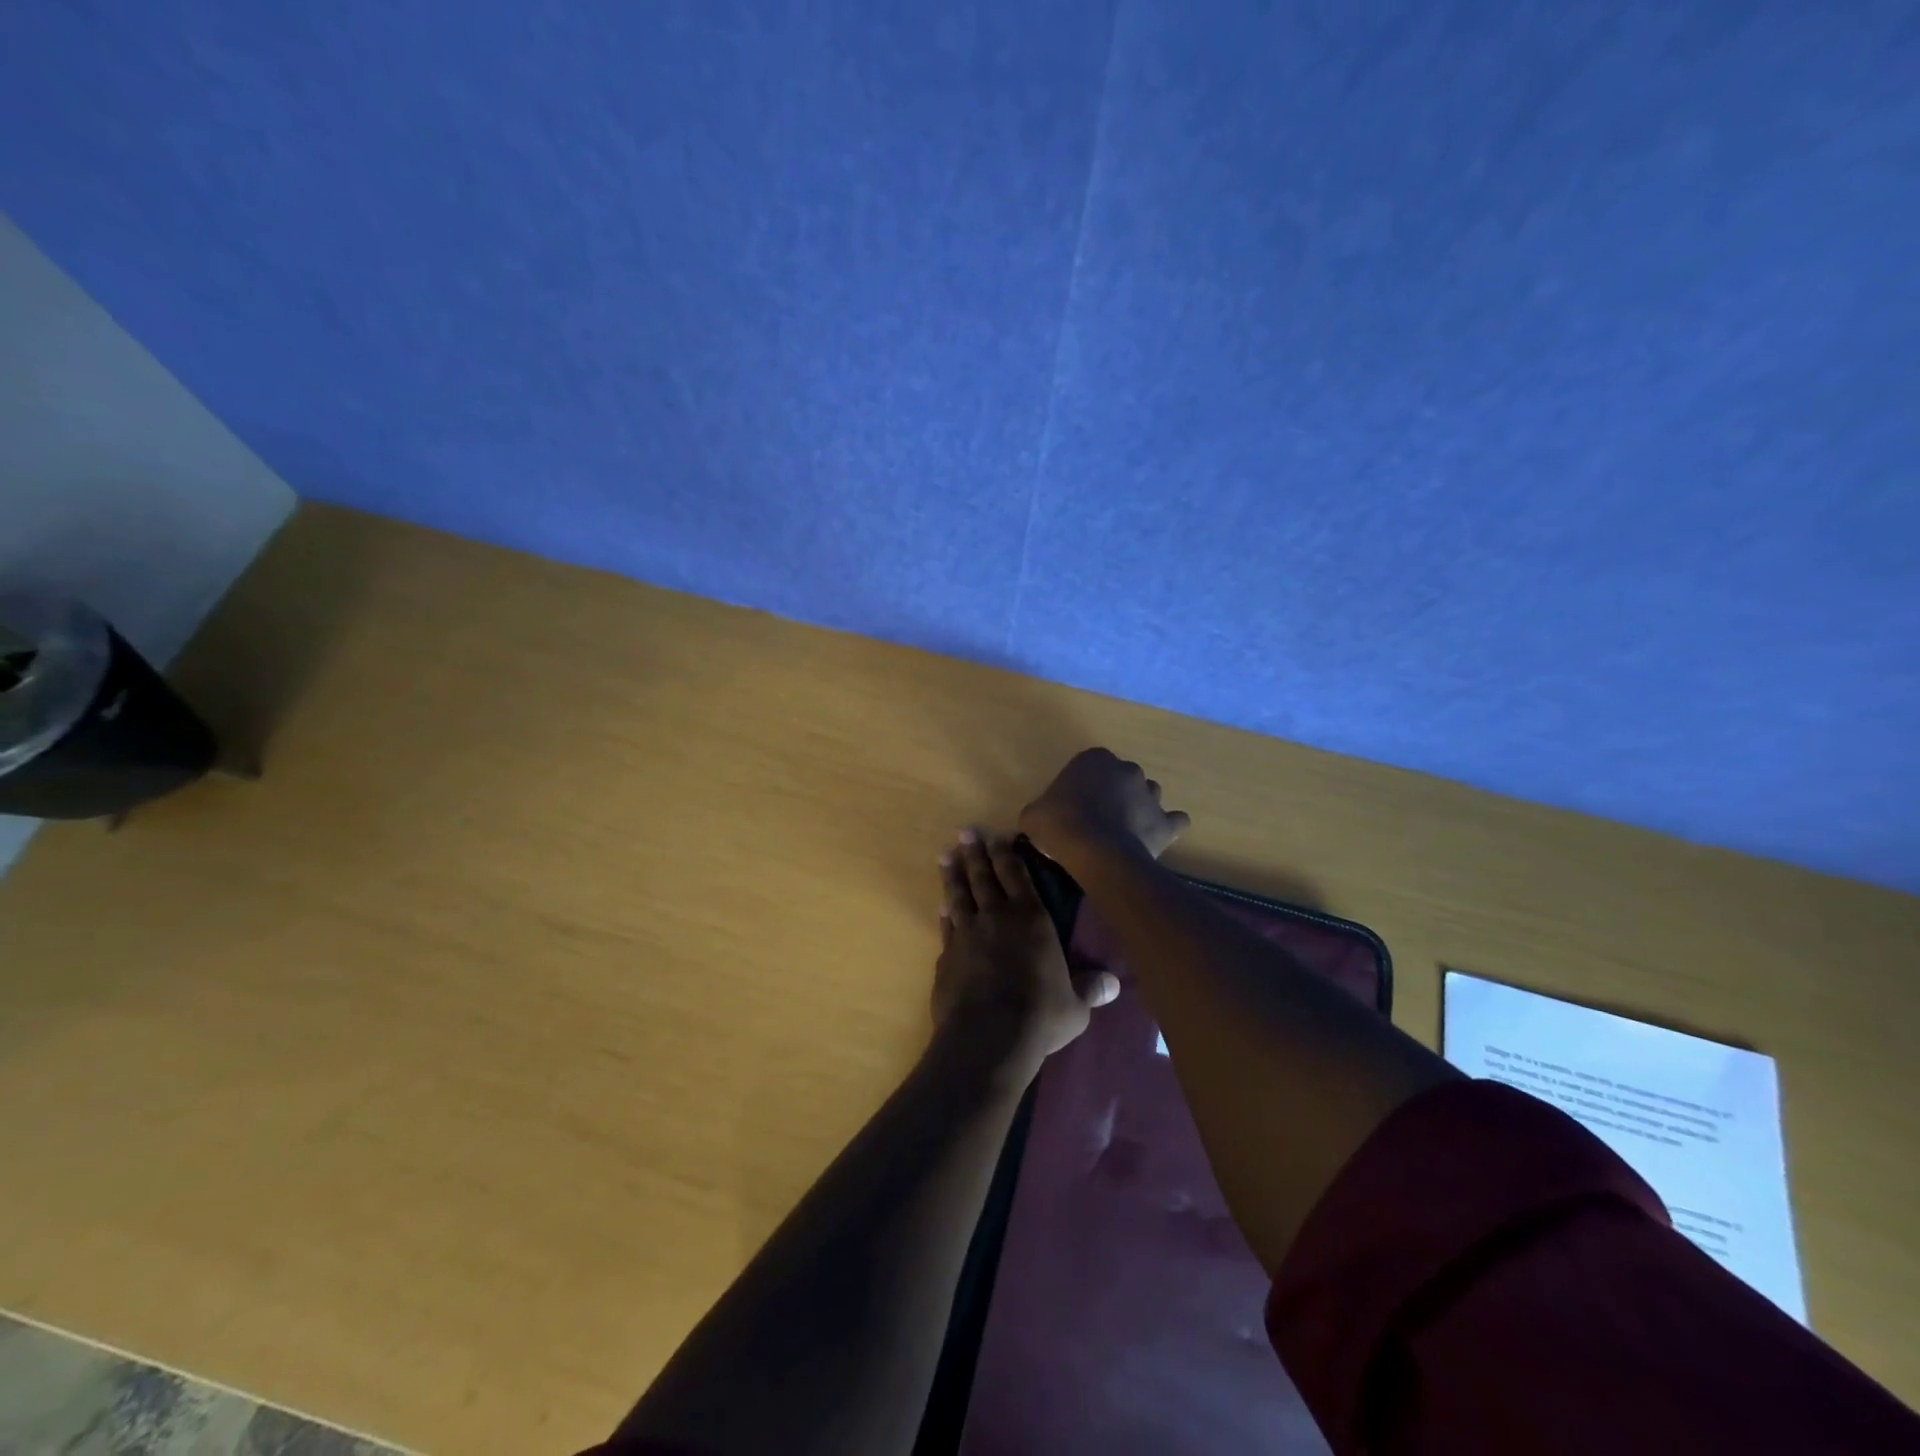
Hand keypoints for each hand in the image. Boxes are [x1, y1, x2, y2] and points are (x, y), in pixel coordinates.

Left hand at [933, 829, 1118, 1074]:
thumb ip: (1089, 989)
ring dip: (952, 874)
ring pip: (958, 895)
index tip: (998, 836)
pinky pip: (946, 927)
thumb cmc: (1039, 1015)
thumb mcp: (1075, 1006)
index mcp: (1031, 919)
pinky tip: (941, 907)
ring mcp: (967, 934)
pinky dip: (944, 914)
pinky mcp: (946, 956)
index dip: (1007, 854)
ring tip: (946, 856)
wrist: (987, 1037)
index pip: (1016, 875)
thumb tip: (1114, 984)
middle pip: (983, 876)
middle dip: (975, 852)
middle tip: (965, 831)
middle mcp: (996, 917)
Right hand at [1018, 748, 1190, 868]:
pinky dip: (1167, 828)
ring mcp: (1151, 795)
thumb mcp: (1033, 814)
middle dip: (1114, 794)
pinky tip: (1154, 838)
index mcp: (1094, 759)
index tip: (1072, 807)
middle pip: (1122, 778)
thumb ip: (1041, 810)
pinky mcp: (1166, 823)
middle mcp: (1127, 769)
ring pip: (1148, 796)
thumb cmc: (1059, 824)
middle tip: (1097, 819)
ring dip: (1139, 808)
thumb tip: (1041, 819)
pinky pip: (1174, 821)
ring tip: (1123, 831)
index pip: (1090, 766)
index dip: (1082, 786)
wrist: (1094, 852)